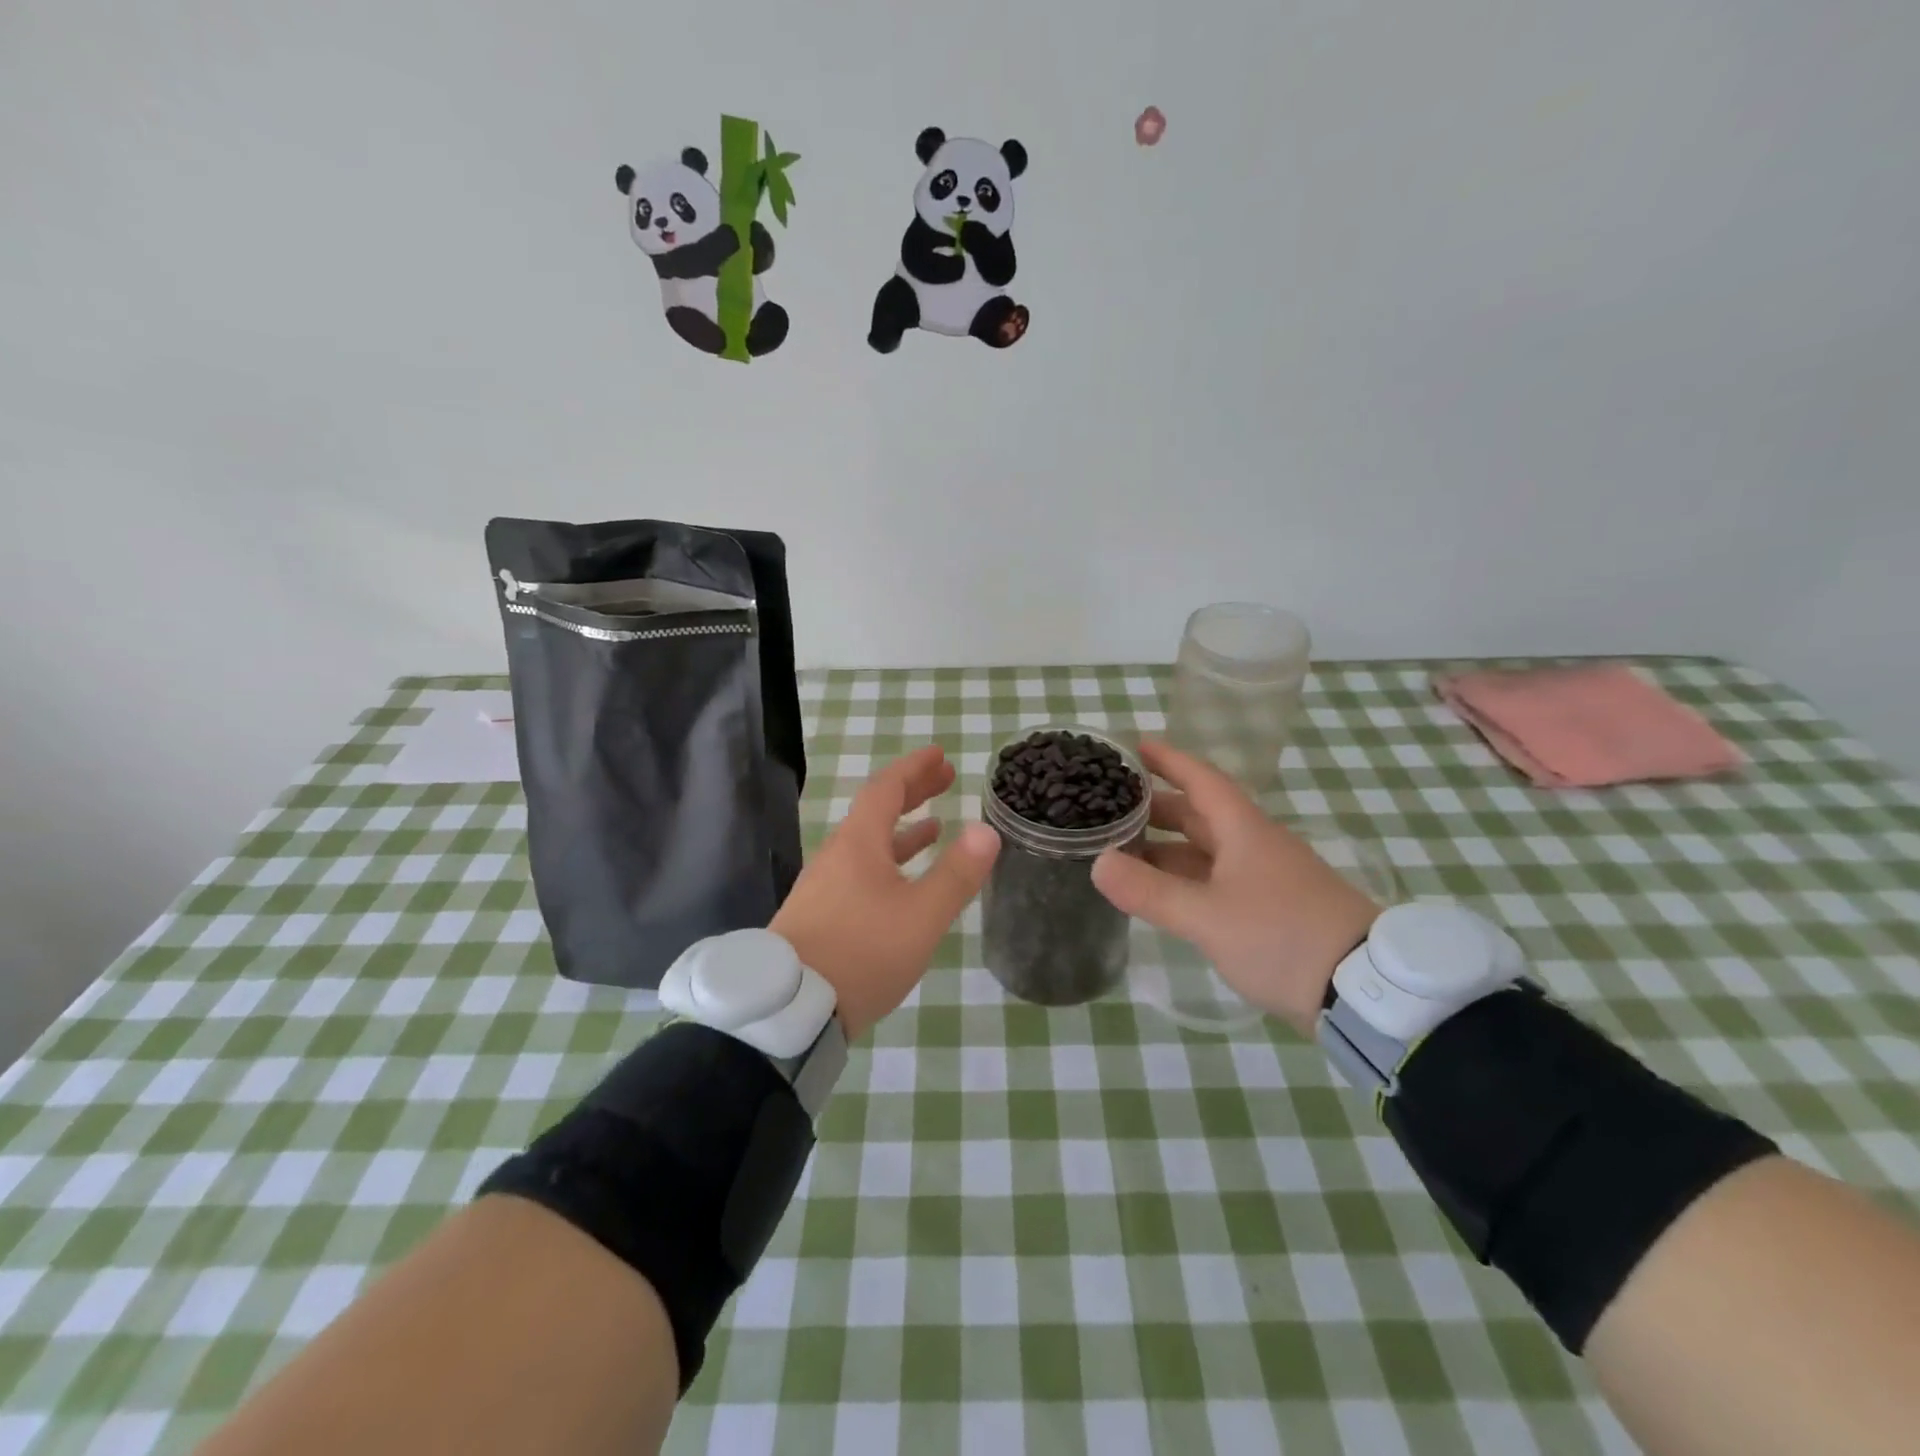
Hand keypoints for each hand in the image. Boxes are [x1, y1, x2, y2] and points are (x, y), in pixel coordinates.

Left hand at [770, 745, 999, 1038]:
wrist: (791, 1010)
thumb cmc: (862, 953)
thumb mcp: (921, 916)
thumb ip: (956, 874)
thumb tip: (986, 830)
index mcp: (858, 844)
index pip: (886, 788)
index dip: (914, 768)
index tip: (939, 754)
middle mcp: (838, 856)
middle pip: (876, 811)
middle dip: (912, 792)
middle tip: (945, 779)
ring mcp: (825, 886)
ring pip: (869, 844)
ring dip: (903, 829)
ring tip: (935, 825)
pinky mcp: (821, 914)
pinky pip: (861, 870)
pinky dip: (889, 862)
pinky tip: (903, 883)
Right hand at [1091, 740, 1379, 1035]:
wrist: (1362, 990)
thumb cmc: (1282, 936)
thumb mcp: (1207, 916)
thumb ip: (1150, 891)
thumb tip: (1098, 864)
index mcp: (1244, 831)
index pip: (1202, 780)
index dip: (1170, 760)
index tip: (1136, 747)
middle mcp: (1255, 846)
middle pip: (1201, 814)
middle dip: (1158, 807)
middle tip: (1113, 804)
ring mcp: (1265, 878)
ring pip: (1207, 850)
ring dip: (1167, 848)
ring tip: (1123, 850)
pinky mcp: (1271, 909)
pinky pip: (1216, 879)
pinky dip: (1184, 878)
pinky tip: (1161, 892)